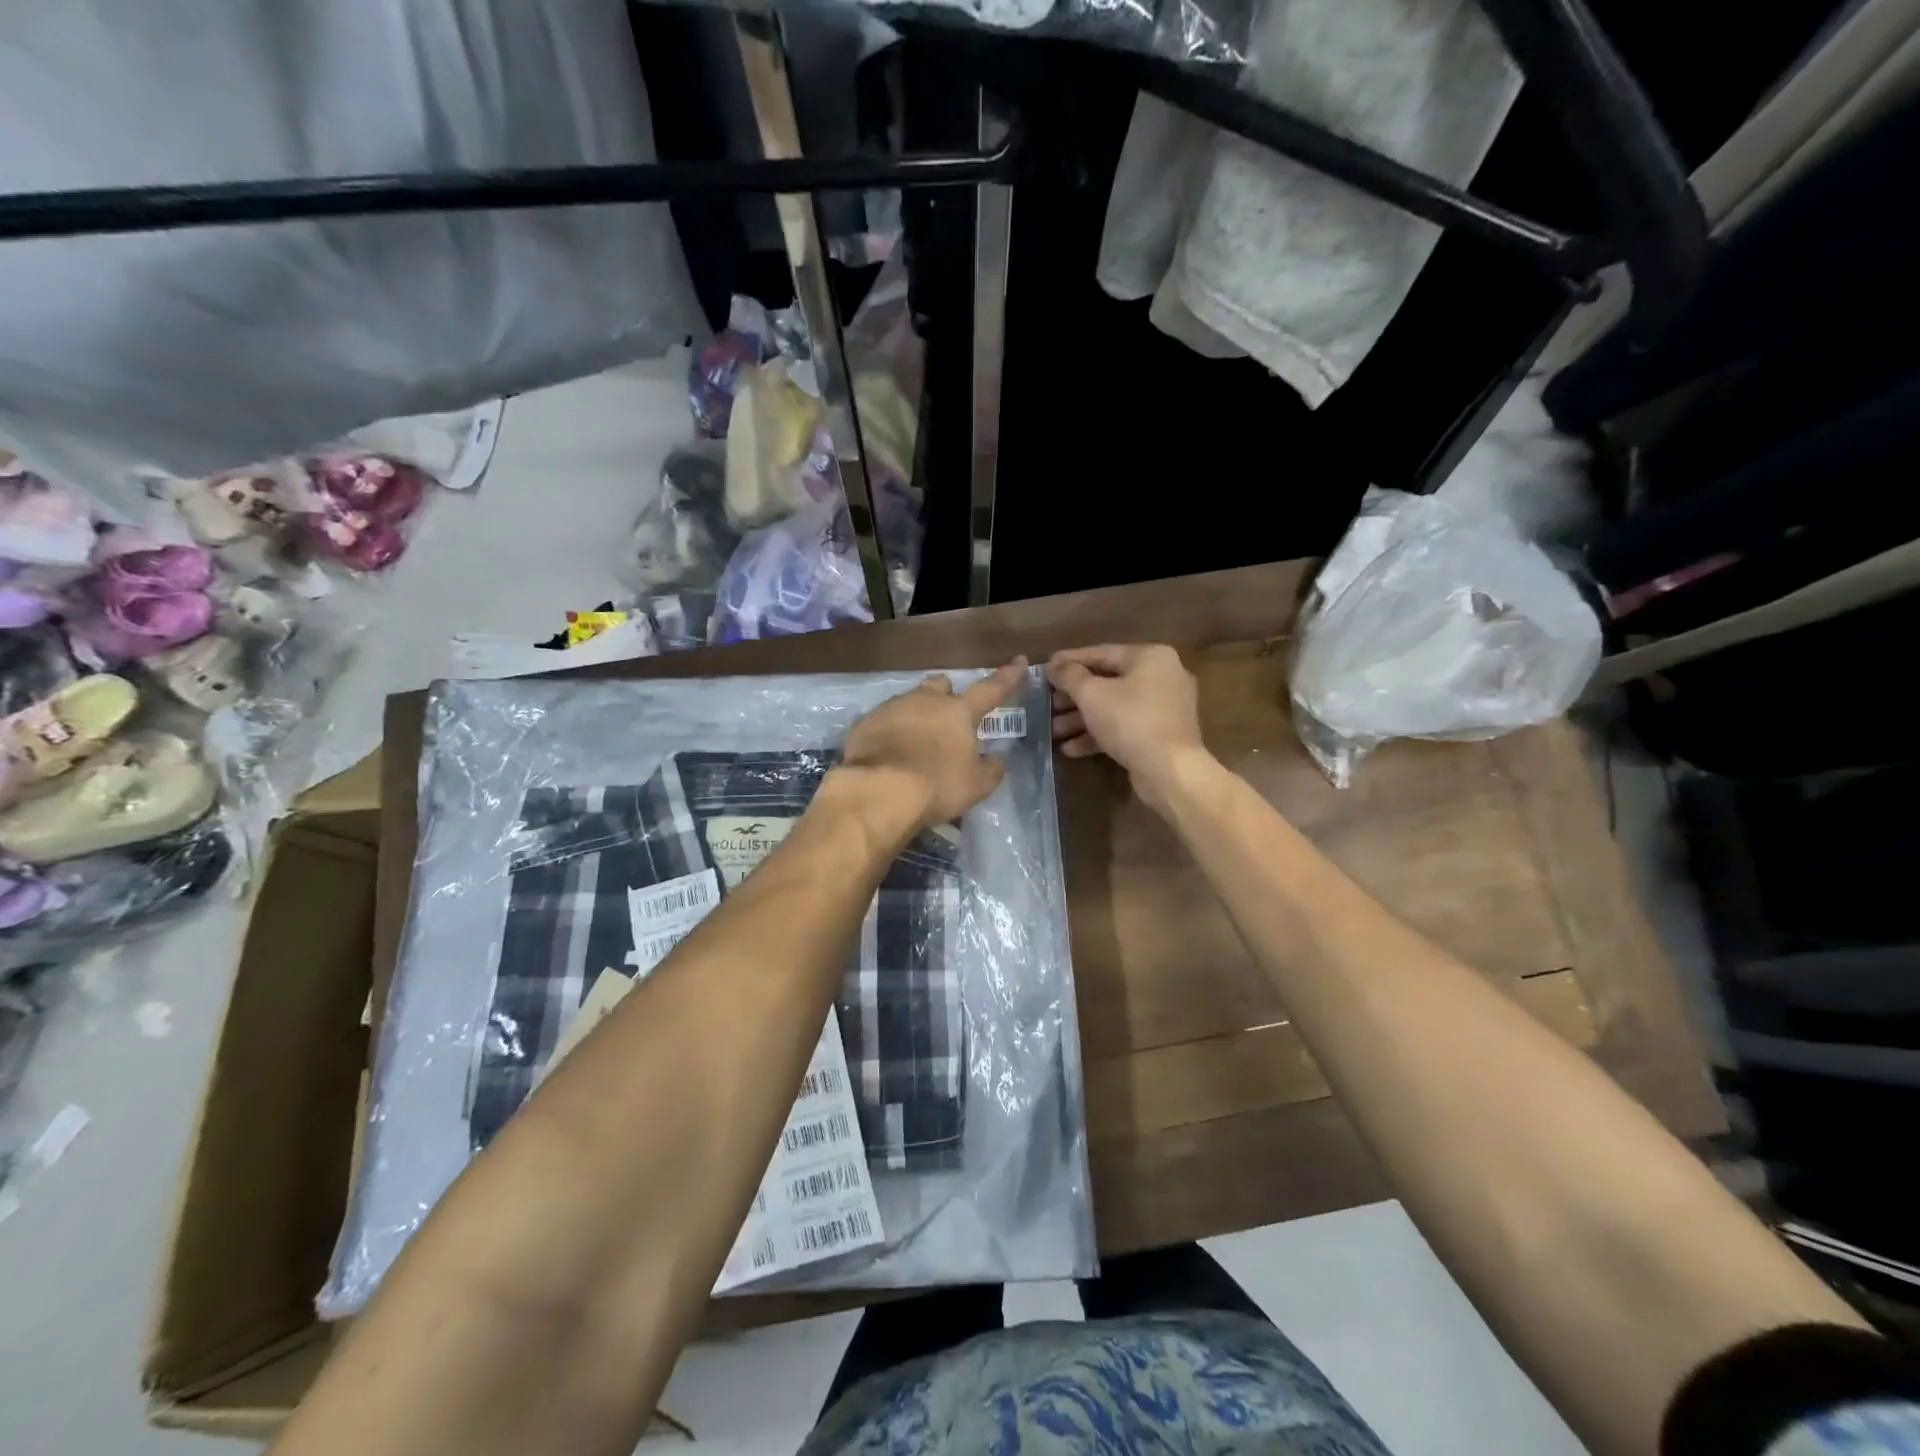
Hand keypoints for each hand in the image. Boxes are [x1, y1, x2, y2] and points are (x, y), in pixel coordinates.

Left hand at [832, 660, 1027, 842]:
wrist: (879, 791)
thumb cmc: (937, 785)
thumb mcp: (977, 785)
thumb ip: (991, 768)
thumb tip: (995, 757)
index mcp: (959, 712)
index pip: (990, 689)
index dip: (1007, 677)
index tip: (1019, 661)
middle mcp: (925, 700)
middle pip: (940, 686)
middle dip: (946, 696)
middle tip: (948, 719)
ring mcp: (891, 708)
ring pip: (909, 701)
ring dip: (916, 716)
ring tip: (915, 744)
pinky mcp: (865, 723)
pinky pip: (883, 721)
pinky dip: (890, 733)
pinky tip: (889, 754)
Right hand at [1047, 644, 1210, 808]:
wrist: (1170, 770)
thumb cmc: (1130, 721)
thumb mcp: (1092, 694)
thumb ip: (1069, 676)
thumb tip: (1054, 665)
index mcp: (1150, 657)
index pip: (1102, 653)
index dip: (1070, 660)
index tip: (1046, 667)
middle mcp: (1163, 676)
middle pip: (1108, 682)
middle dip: (1073, 697)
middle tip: (1048, 704)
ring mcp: (1165, 707)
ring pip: (1115, 707)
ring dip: (1082, 719)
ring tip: (1054, 731)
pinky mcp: (1162, 734)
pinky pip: (1125, 727)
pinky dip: (1100, 734)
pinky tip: (1072, 749)